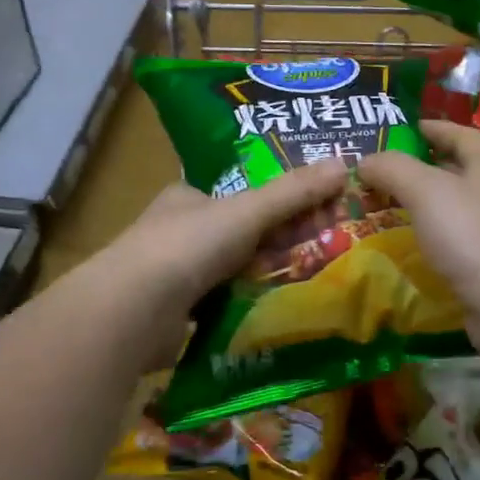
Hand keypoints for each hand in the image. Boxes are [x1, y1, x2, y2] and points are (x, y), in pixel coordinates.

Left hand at [97, 159, 350, 364]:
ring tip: (305, 285)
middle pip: (236, 234)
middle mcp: (175, 232)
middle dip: (273, 243)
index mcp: (187, 198)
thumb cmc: (189, 246)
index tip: (312, 214)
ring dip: (259, 278)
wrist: (134, 311)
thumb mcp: (249, 211)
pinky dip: (243, 307)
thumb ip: (294, 192)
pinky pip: (219, 305)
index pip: (237, 194)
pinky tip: (271, 314)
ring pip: (229, 272)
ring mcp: (170, 275)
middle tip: (319, 253)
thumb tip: (345, 164)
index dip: (275, 202)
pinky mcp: (173, 315)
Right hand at [359, 121, 479, 356]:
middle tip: (388, 171)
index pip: (462, 134)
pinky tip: (416, 244)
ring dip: (430, 203)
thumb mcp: (425, 190)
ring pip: (460, 205)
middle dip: (426, 166)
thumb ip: (392, 168)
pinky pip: (462, 238)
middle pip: (461, 169)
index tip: (403, 129)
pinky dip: (438, 234)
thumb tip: (366, 160)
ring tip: (393, 207)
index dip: (432, 127)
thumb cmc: (471, 236)